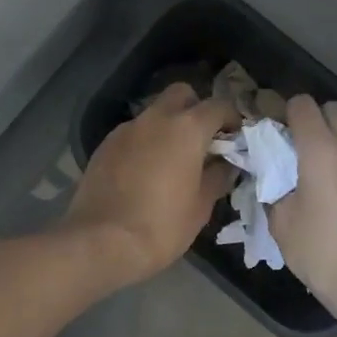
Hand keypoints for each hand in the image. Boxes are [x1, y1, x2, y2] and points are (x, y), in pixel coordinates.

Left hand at [65, 84, 238, 282]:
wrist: (101, 242)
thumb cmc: (162, 226)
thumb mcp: (201, 206)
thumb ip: (218, 177)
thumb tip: (226, 164)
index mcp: (187, 129)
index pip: (218, 106)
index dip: (231, 118)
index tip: (236, 137)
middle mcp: (156, 118)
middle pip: (181, 94)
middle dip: (196, 108)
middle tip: (202, 139)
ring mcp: (127, 129)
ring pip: (154, 112)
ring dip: (168, 126)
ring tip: (172, 159)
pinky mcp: (106, 144)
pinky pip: (133, 133)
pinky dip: (145, 142)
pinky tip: (145, 171)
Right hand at [270, 96, 336, 327]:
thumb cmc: (324, 255)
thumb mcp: (282, 226)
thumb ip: (275, 192)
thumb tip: (276, 183)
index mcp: (322, 152)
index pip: (303, 105)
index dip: (287, 112)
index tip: (279, 132)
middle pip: (335, 111)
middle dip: (317, 120)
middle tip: (302, 150)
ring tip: (328, 183)